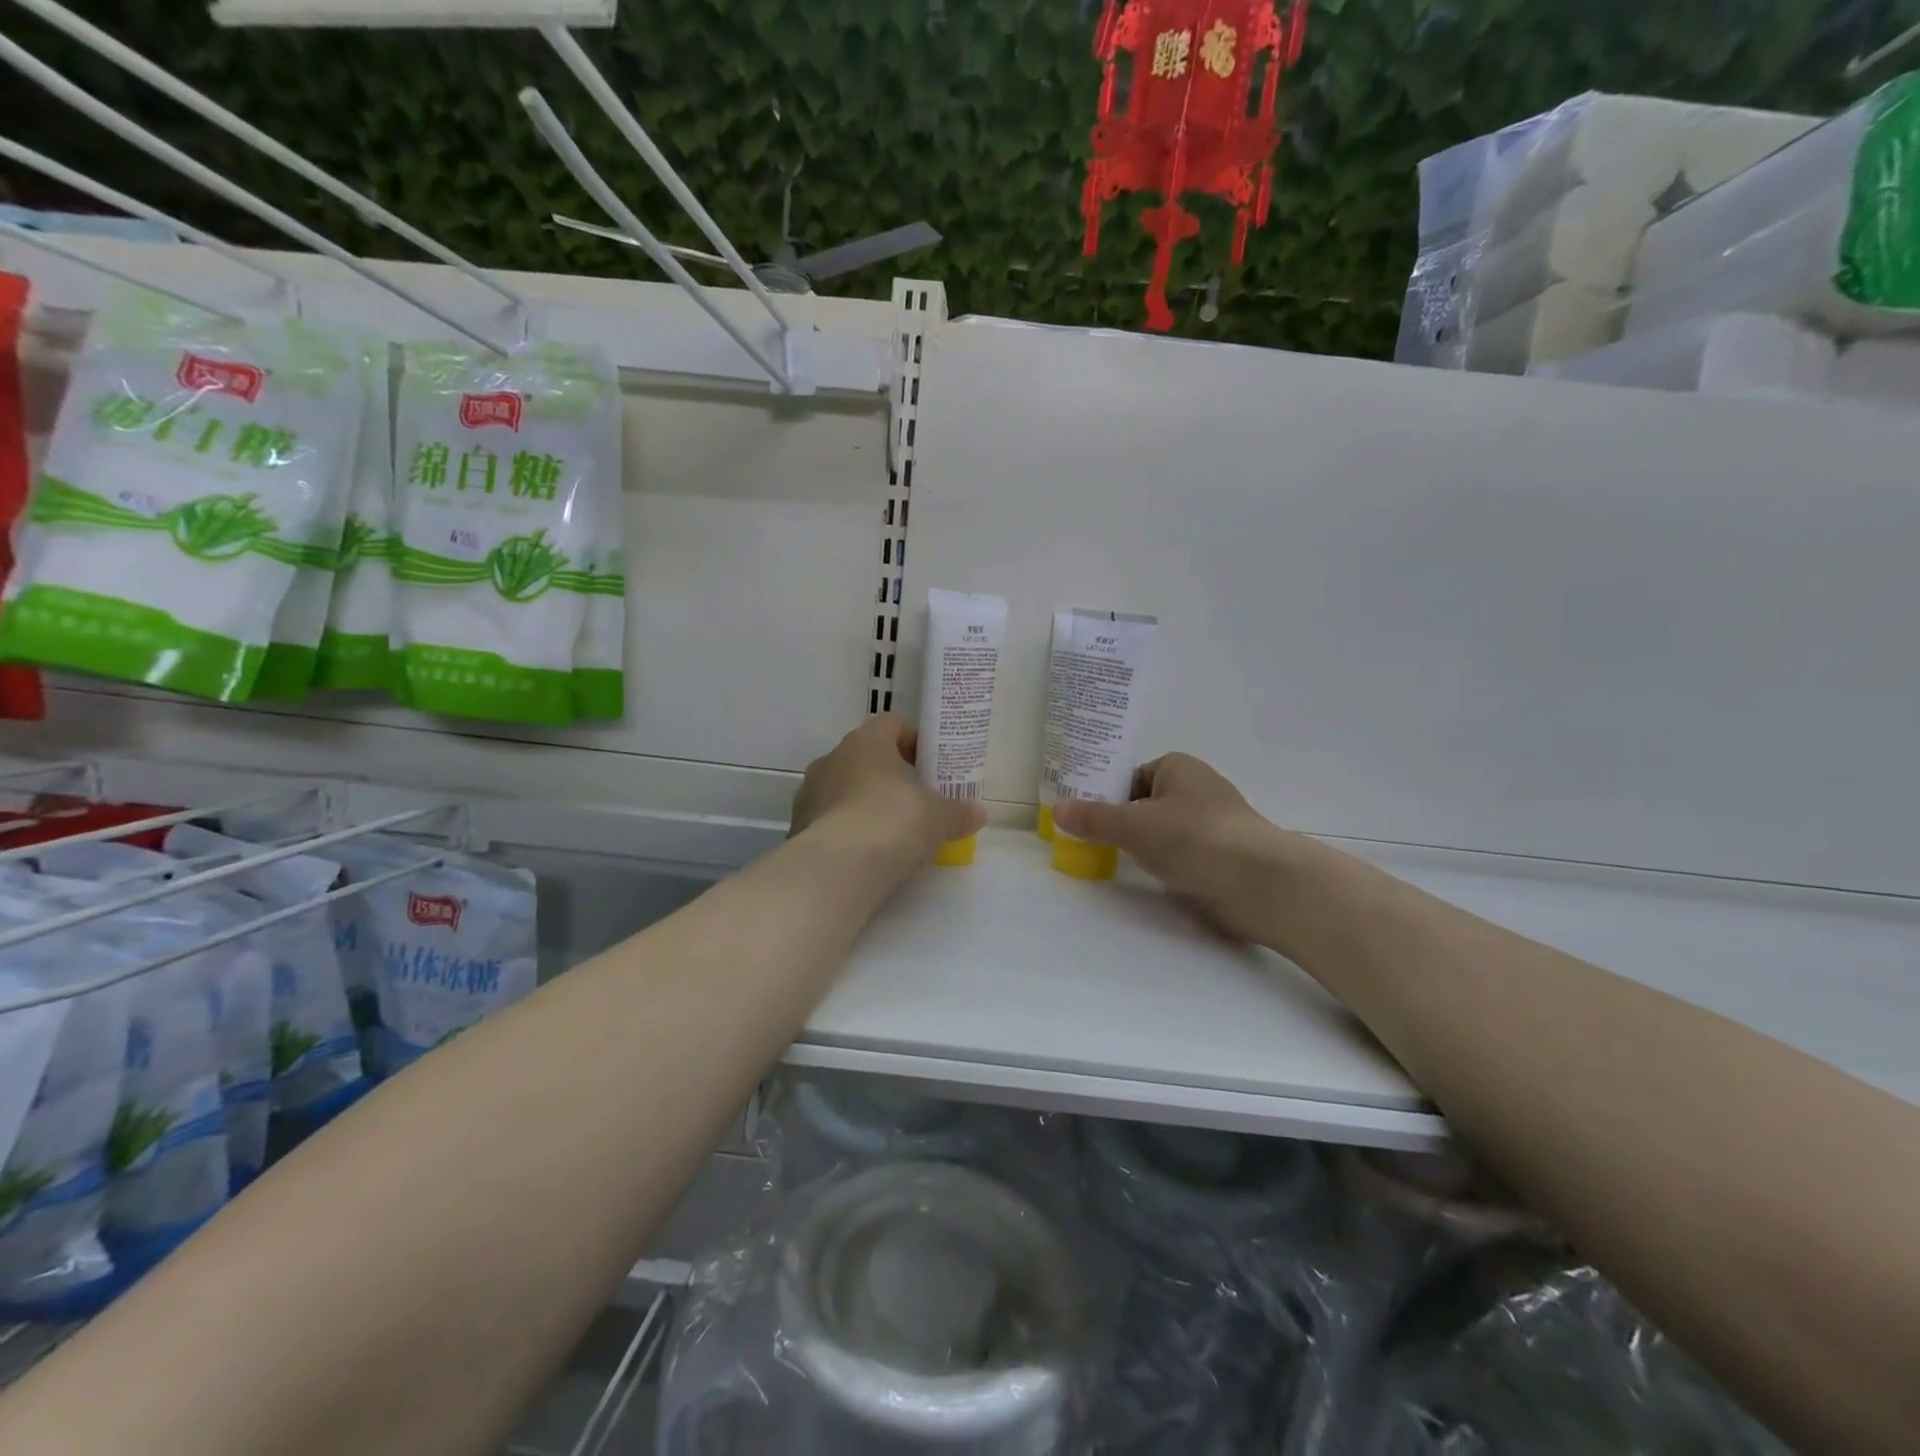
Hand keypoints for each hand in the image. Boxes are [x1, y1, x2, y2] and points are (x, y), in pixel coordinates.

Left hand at [791, 714, 984, 866]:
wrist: (837, 869)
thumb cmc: (893, 823)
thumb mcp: (939, 818)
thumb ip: (958, 812)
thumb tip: (978, 813)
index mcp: (867, 742)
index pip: (892, 724)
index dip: (914, 740)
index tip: (931, 765)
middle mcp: (833, 758)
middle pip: (866, 756)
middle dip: (890, 775)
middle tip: (916, 800)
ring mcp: (810, 792)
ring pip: (844, 787)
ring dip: (865, 801)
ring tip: (890, 831)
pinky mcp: (798, 826)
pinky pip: (829, 818)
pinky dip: (846, 829)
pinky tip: (865, 853)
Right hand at [1051, 754, 1290, 942]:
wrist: (1260, 882)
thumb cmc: (1194, 838)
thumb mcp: (1134, 825)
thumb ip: (1094, 819)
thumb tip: (1057, 809)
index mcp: (1178, 768)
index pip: (1131, 776)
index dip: (1105, 795)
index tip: (1082, 817)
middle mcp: (1197, 789)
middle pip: (1145, 804)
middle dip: (1121, 822)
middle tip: (1088, 841)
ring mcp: (1212, 824)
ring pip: (1163, 831)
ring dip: (1143, 845)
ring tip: (1112, 861)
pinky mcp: (1221, 856)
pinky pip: (1181, 854)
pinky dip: (1165, 864)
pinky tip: (1150, 878)